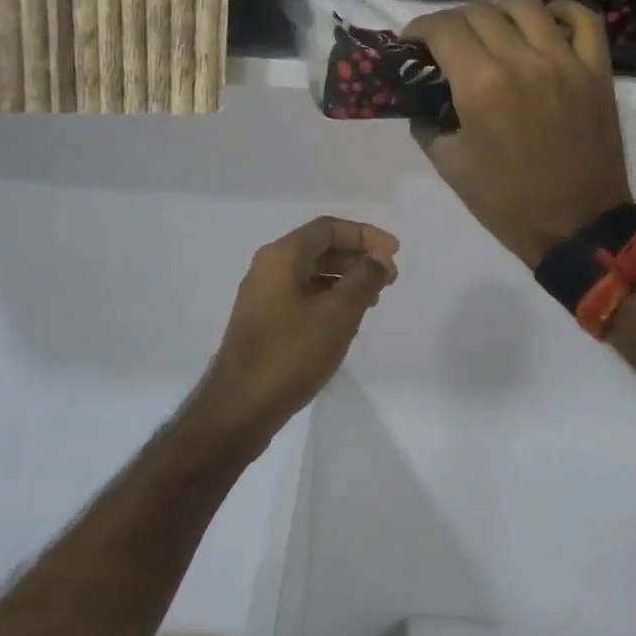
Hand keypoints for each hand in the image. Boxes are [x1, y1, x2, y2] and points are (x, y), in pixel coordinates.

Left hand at [195, 217, 398, 439]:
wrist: (240, 407)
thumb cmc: (291, 354)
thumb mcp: (337, 314)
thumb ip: (363, 278)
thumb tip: (379, 257)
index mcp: (282, 256)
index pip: (328, 228)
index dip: (365, 235)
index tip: (395, 253)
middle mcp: (268, 267)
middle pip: (319, 247)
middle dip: (357, 257)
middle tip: (389, 279)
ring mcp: (263, 294)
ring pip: (311, 272)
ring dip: (345, 279)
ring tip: (373, 300)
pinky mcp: (263, 319)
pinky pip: (301, 294)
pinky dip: (328, 297)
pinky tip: (346, 319)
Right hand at [405, 0, 633, 267]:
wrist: (576, 226)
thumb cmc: (506, 202)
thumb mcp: (450, 167)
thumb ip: (428, 124)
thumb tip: (423, 101)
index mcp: (480, 85)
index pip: (443, 29)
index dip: (419, 29)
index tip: (413, 42)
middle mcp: (522, 60)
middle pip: (479, 11)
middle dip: (453, 21)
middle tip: (447, 43)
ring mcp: (565, 61)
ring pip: (525, 6)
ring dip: (498, 11)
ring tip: (491, 30)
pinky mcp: (596, 70)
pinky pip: (582, 19)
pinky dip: (559, 11)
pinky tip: (543, 24)